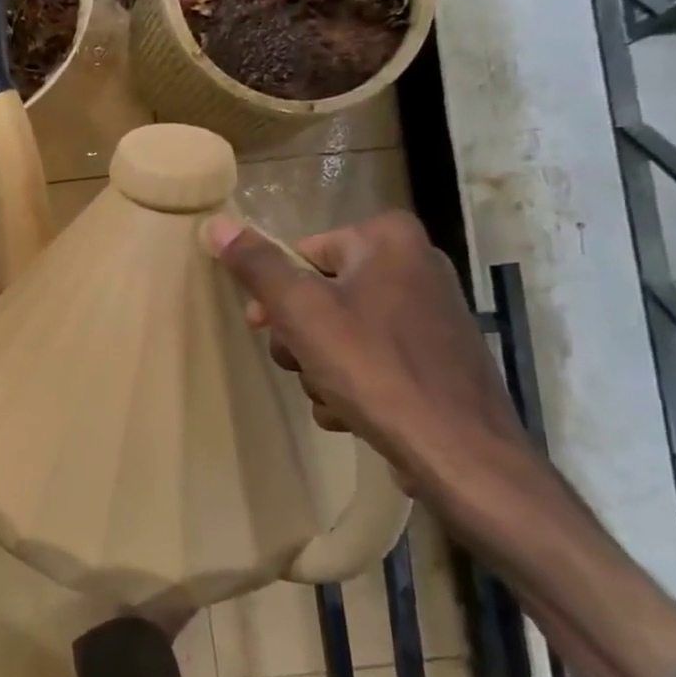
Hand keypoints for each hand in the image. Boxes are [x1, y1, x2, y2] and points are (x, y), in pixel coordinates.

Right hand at [204, 211, 531, 511]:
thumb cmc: (374, 369)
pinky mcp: (436, 358)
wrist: (459, 452)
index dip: (275, 294)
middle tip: (303, 364)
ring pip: (341, 332)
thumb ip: (256, 266)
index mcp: (389, 239)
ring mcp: (430, 315)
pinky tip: (353, 412)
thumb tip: (216, 224)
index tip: (264, 328)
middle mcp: (417, 265)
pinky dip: (352, 384)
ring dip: (320, 367)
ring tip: (332, 395)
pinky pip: (371, 360)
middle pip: (320, 294)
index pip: (302, 253)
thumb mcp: (301, 311)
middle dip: (300, 338)